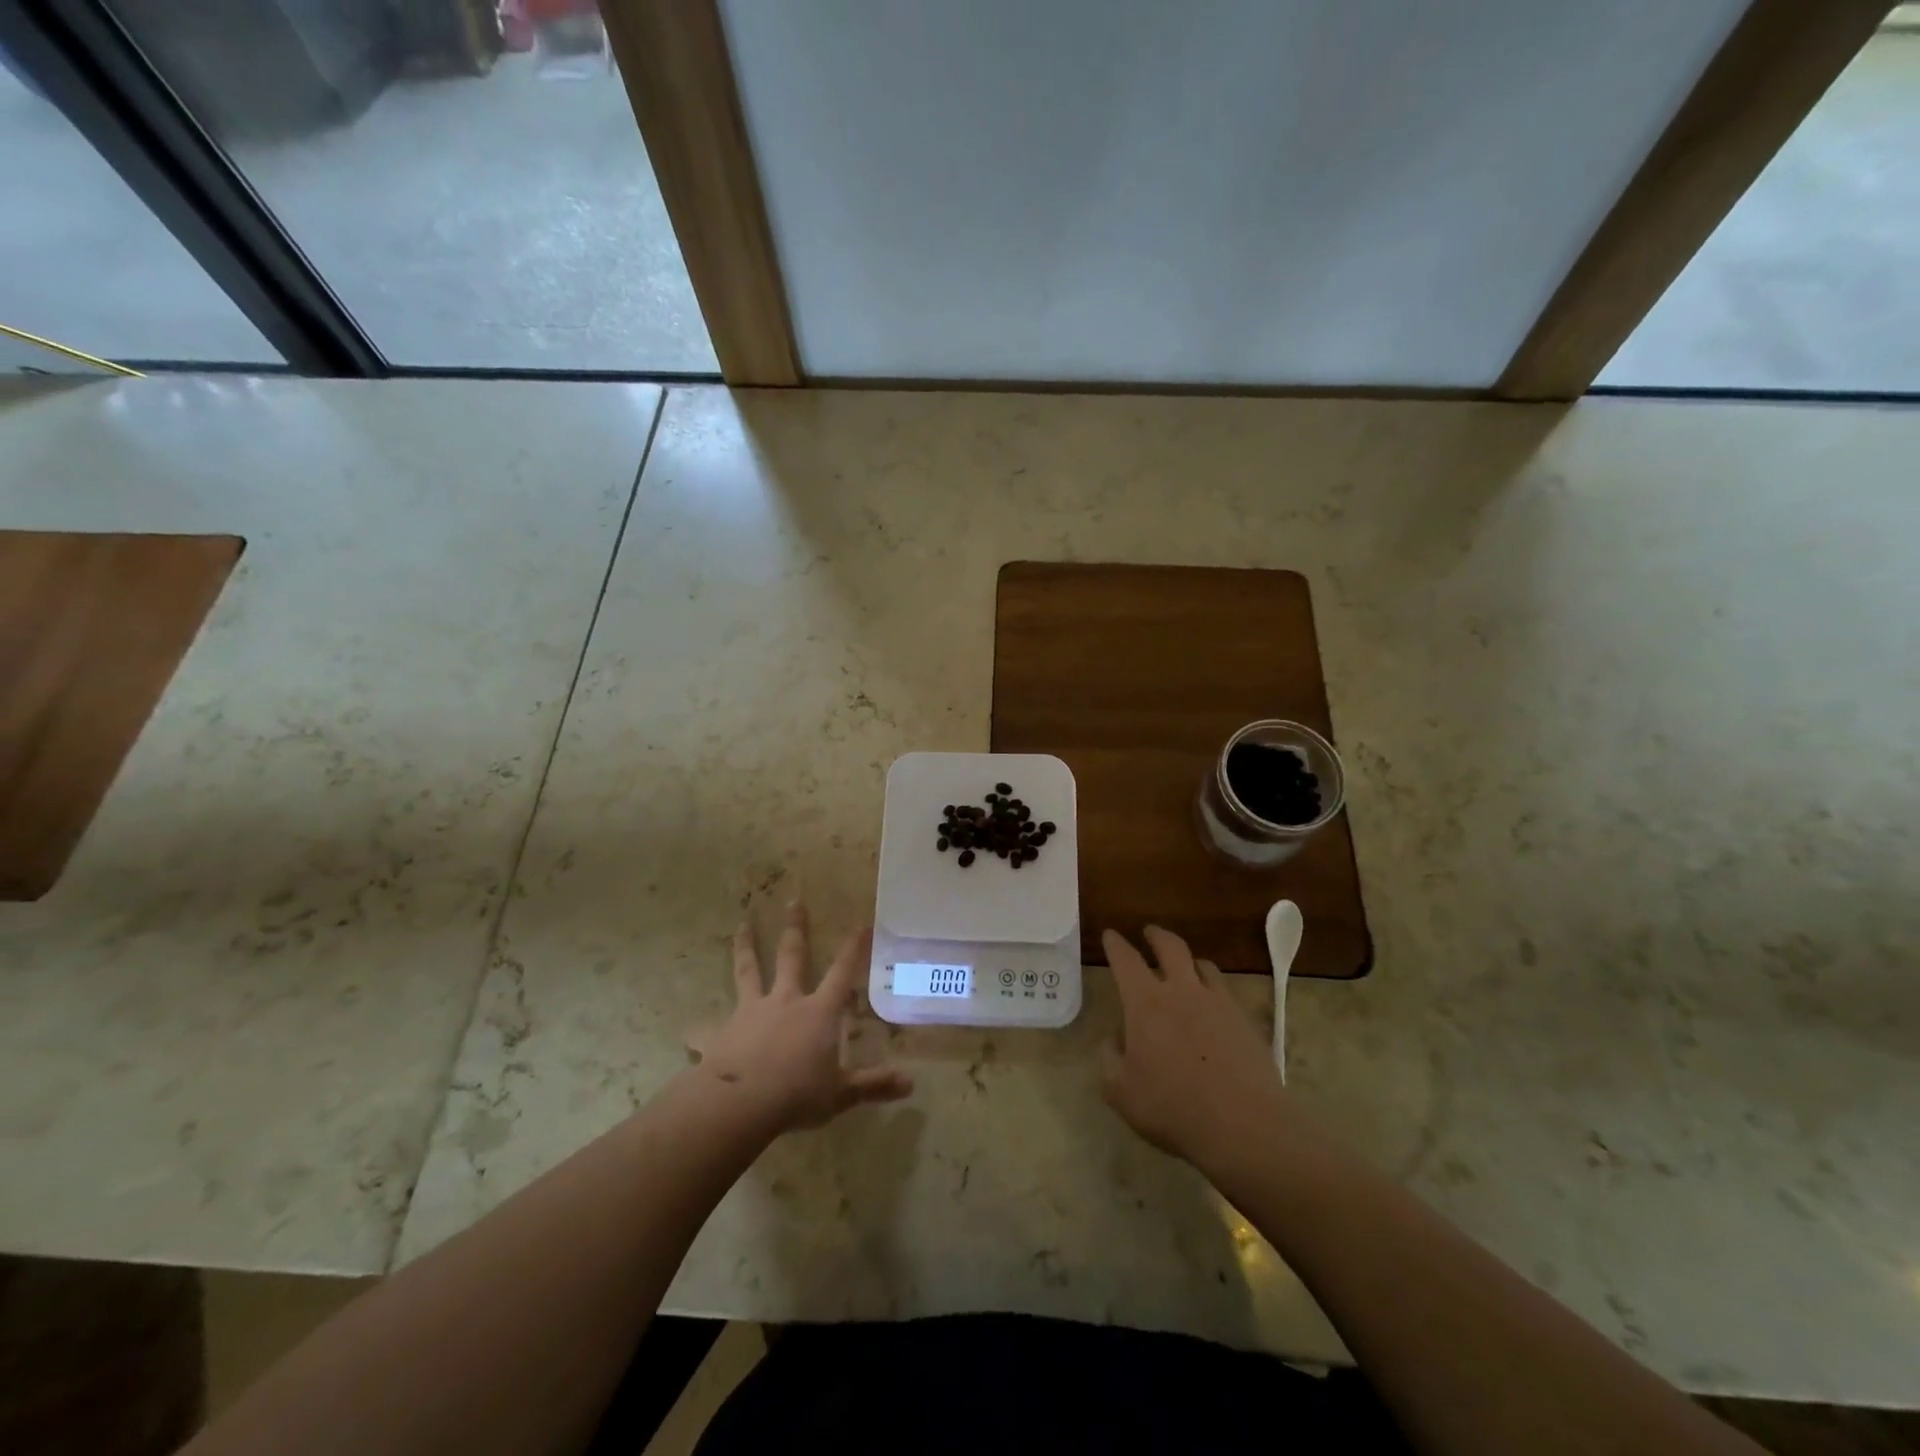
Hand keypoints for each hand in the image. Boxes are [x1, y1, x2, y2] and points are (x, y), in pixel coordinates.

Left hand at [688, 904, 912, 1133]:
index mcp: (818, 1012)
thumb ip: (873, 1085)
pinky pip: (708, 1029)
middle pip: (792, 957)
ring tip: (741, 925)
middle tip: (793, 901)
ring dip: (745, 948)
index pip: (842, 973)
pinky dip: (700, 1029)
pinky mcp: (721, 1034)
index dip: (853, 950)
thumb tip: (911, 1084)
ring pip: (748, 972)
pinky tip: (688, 1031)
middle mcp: (785, 1002)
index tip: (860, 924)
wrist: (740, 1104)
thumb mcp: (841, 1094)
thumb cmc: (797, 1094)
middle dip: (795, 929)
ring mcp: (750, 1013)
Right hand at [1101, 926, 1286, 1171]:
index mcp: (1145, 1002)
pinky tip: (1212, 1005)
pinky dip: (1212, 988)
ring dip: (1188, 961)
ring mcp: (1218, 1002)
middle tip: (1149, 933)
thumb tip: (1115, 1040)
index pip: (1125, 959)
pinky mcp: (1245, 1020)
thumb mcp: (1120, 1091)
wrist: (1244, 1125)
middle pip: (1170, 946)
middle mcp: (1181, 990)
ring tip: (1185, 967)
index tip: (1110, 935)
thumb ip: (1109, 1060)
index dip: (1115, 944)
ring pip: (1202, 965)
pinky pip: (1225, 990)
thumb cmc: (1172, 1107)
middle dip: (1156, 935)